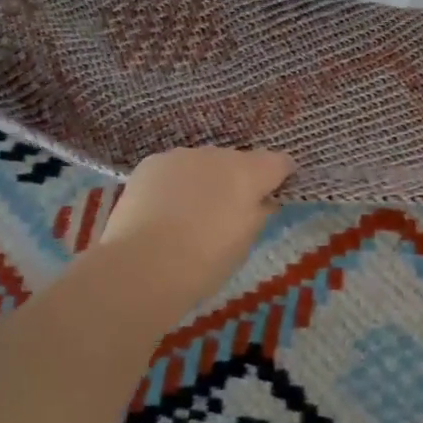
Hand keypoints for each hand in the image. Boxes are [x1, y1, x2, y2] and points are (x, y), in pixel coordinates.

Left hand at [96, 148, 294, 302]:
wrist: (143, 267)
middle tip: (226, 214)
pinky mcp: (151, 163)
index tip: (273, 196)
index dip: (280, 178)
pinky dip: (174, 184)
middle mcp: (219, 155)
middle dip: (237, 181)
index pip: (280, 162)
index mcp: (250, 173)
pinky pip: (173, 169)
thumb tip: (262, 201)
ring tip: (189, 214)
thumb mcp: (245, 242)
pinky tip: (162, 211)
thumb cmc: (205, 262)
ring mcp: (182, 156)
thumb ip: (259, 213)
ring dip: (204, 180)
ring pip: (203, 164)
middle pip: (238, 161)